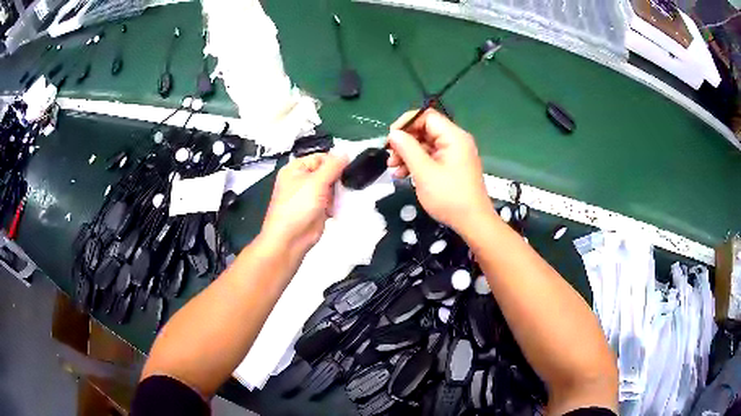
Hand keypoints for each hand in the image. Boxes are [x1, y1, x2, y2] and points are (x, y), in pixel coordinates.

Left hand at [260, 153, 347, 256]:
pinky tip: (339, 207)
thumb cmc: (296, 208)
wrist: (290, 239)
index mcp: (296, 169)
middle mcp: (302, 180)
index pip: (321, 157)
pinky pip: (332, 201)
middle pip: (328, 172)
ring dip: (339, 193)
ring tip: (341, 197)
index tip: (349, 167)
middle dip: (338, 179)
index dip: (335, 161)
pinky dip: (337, 204)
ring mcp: (310, 195)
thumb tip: (344, 153)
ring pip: (332, 187)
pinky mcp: (317, 209)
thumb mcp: (315, 182)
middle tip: (347, 184)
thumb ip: (332, 166)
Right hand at [387, 109, 492, 232]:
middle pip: (425, 130)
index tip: (391, 138)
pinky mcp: (452, 166)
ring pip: (426, 145)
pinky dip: (417, 163)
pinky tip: (403, 174)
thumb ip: (407, 149)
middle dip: (405, 142)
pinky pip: (432, 157)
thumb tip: (393, 133)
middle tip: (390, 156)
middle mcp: (456, 141)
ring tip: (393, 169)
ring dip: (408, 154)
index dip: (406, 123)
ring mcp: (455, 154)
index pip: (427, 116)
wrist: (472, 222)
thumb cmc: (449, 197)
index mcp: (454, 137)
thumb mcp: (424, 172)